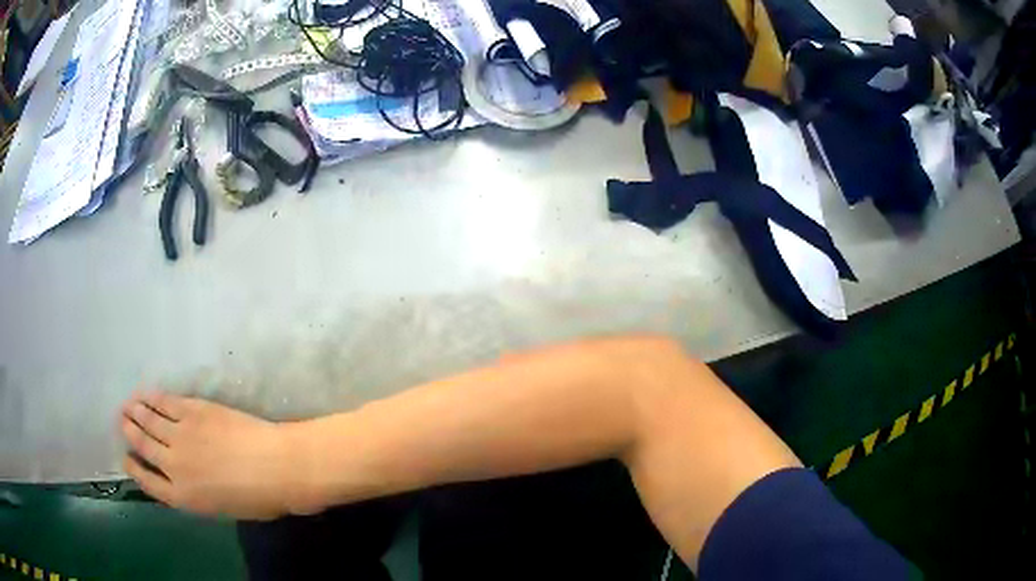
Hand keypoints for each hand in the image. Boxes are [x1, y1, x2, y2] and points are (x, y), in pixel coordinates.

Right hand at [120, 391, 297, 519]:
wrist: (277, 468)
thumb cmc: (259, 499)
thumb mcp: (221, 509)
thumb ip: (195, 495)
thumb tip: (183, 480)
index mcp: (183, 498)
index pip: (148, 483)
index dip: (134, 469)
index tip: (126, 459)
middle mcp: (174, 466)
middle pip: (143, 446)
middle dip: (129, 432)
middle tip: (122, 421)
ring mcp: (181, 436)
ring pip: (149, 421)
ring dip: (135, 412)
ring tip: (128, 406)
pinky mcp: (193, 411)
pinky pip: (165, 402)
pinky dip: (152, 398)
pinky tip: (145, 394)